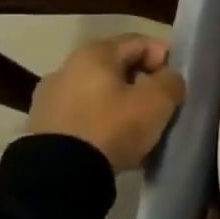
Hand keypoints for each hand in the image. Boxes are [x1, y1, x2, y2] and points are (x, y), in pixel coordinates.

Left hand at [25, 34, 185, 171]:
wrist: (59, 176)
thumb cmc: (113, 126)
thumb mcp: (158, 101)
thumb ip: (171, 81)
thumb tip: (167, 79)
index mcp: (94, 53)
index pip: (140, 42)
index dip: (165, 58)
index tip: (177, 83)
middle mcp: (66, 68)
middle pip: (118, 68)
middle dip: (144, 84)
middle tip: (163, 106)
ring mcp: (50, 99)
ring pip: (100, 95)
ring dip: (123, 106)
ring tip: (140, 130)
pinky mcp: (42, 128)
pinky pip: (84, 117)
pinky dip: (103, 124)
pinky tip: (116, 144)